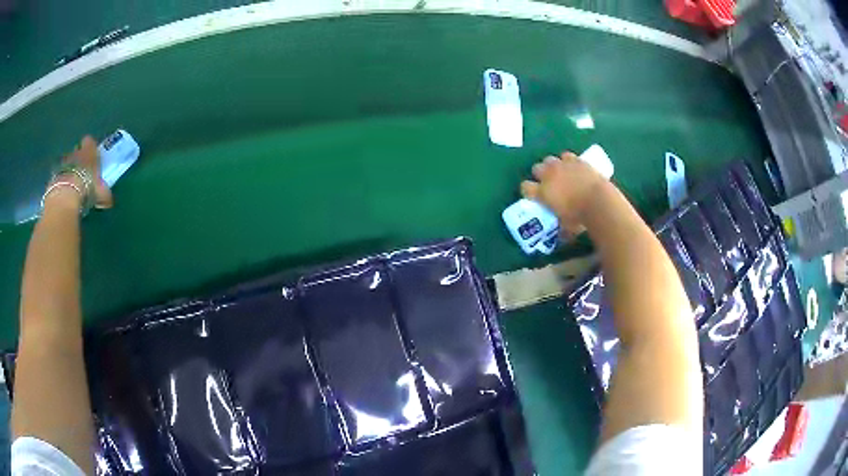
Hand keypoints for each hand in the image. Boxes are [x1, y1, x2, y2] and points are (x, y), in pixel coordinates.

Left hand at [55, 136, 112, 209]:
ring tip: (71, 185)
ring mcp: (63, 163)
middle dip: (78, 159)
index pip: (89, 141)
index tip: (91, 157)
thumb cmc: (87, 188)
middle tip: (81, 173)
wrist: (65, 196)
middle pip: (77, 150)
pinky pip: (58, 177)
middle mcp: (76, 152)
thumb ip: (104, 194)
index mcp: (89, 151)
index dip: (90, 148)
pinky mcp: (54, 176)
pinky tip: (63, 193)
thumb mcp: (101, 194)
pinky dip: (60, 183)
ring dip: (68, 171)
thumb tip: (108, 200)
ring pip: (67, 163)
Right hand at [520, 151, 607, 233]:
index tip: (533, 195)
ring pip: (549, 159)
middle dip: (540, 175)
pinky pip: (566, 156)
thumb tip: (562, 236)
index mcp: (542, 192)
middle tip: (548, 183)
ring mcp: (562, 166)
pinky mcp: (575, 160)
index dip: (528, 191)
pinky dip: (568, 161)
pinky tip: (573, 168)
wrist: (599, 202)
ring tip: (560, 174)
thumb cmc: (580, 218)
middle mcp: (548, 175)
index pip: (525, 187)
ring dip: (552, 166)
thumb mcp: (567, 228)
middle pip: (536, 168)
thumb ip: (562, 230)